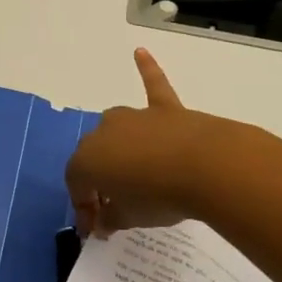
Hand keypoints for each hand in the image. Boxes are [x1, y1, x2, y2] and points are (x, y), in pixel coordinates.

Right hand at [67, 50, 246, 237]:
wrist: (204, 167)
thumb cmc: (158, 197)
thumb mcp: (129, 218)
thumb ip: (111, 219)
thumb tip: (103, 222)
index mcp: (85, 161)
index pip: (77, 186)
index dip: (85, 210)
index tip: (98, 229)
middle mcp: (102, 132)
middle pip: (95, 158)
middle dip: (101, 181)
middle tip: (114, 205)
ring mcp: (134, 117)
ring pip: (117, 130)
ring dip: (119, 148)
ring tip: (132, 172)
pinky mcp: (164, 109)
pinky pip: (153, 84)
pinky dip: (147, 69)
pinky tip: (140, 52)